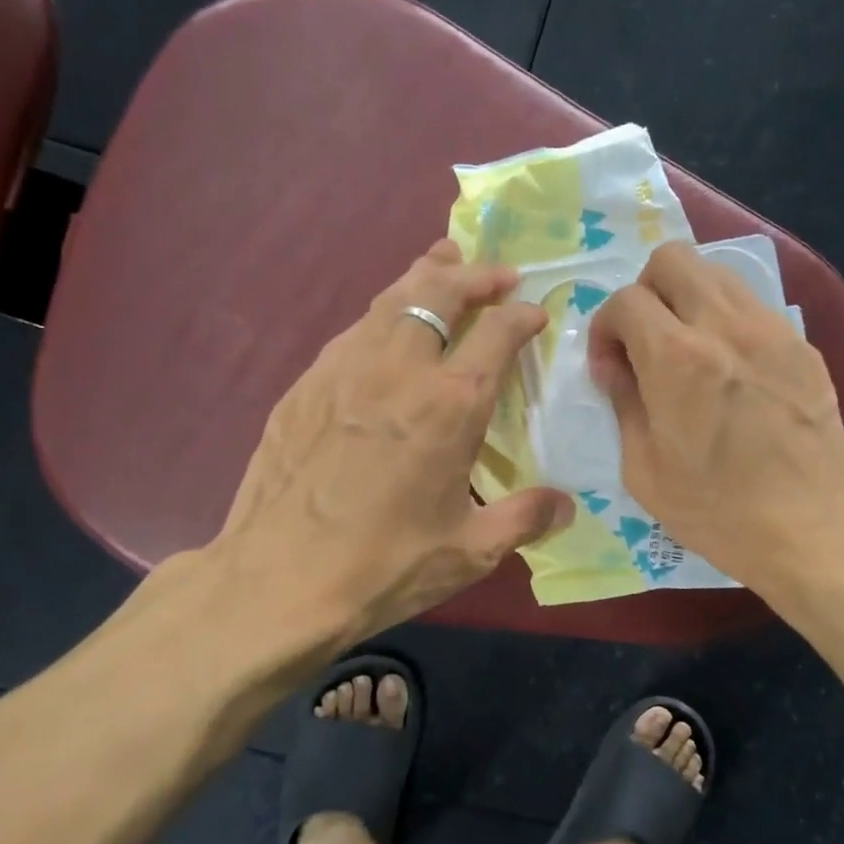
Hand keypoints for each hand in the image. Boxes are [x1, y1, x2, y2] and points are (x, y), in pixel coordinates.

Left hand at [213, 239, 573, 646]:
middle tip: (497, 273)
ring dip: (424, 276)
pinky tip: (385, 328)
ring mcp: (344, 369)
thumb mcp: (469, 551)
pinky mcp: (305, 384)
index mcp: (450, 404)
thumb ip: (524, 519)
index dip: (522, 314)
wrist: (277, 581)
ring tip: (442, 262)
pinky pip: (354, 331)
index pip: (498, 332)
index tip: (535, 311)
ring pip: (390, 299)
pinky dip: (382, 314)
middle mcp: (399, 368)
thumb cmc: (384, 566)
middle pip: (439, 291)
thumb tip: (567, 507)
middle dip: (474, 274)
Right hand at [589, 241, 843, 594]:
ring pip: (716, 273)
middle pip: (672, 258)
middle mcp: (725, 325)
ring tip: (687, 350)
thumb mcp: (643, 468)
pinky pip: (752, 306)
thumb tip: (617, 367)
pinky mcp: (802, 345)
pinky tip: (730, 369)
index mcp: (677, 357)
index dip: (606, 330)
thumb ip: (623, 402)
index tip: (612, 369)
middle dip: (645, 291)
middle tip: (646, 341)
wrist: (810, 530)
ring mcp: (771, 330)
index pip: (625, 300)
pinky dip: (726, 320)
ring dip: (687, 299)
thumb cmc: (716, 510)